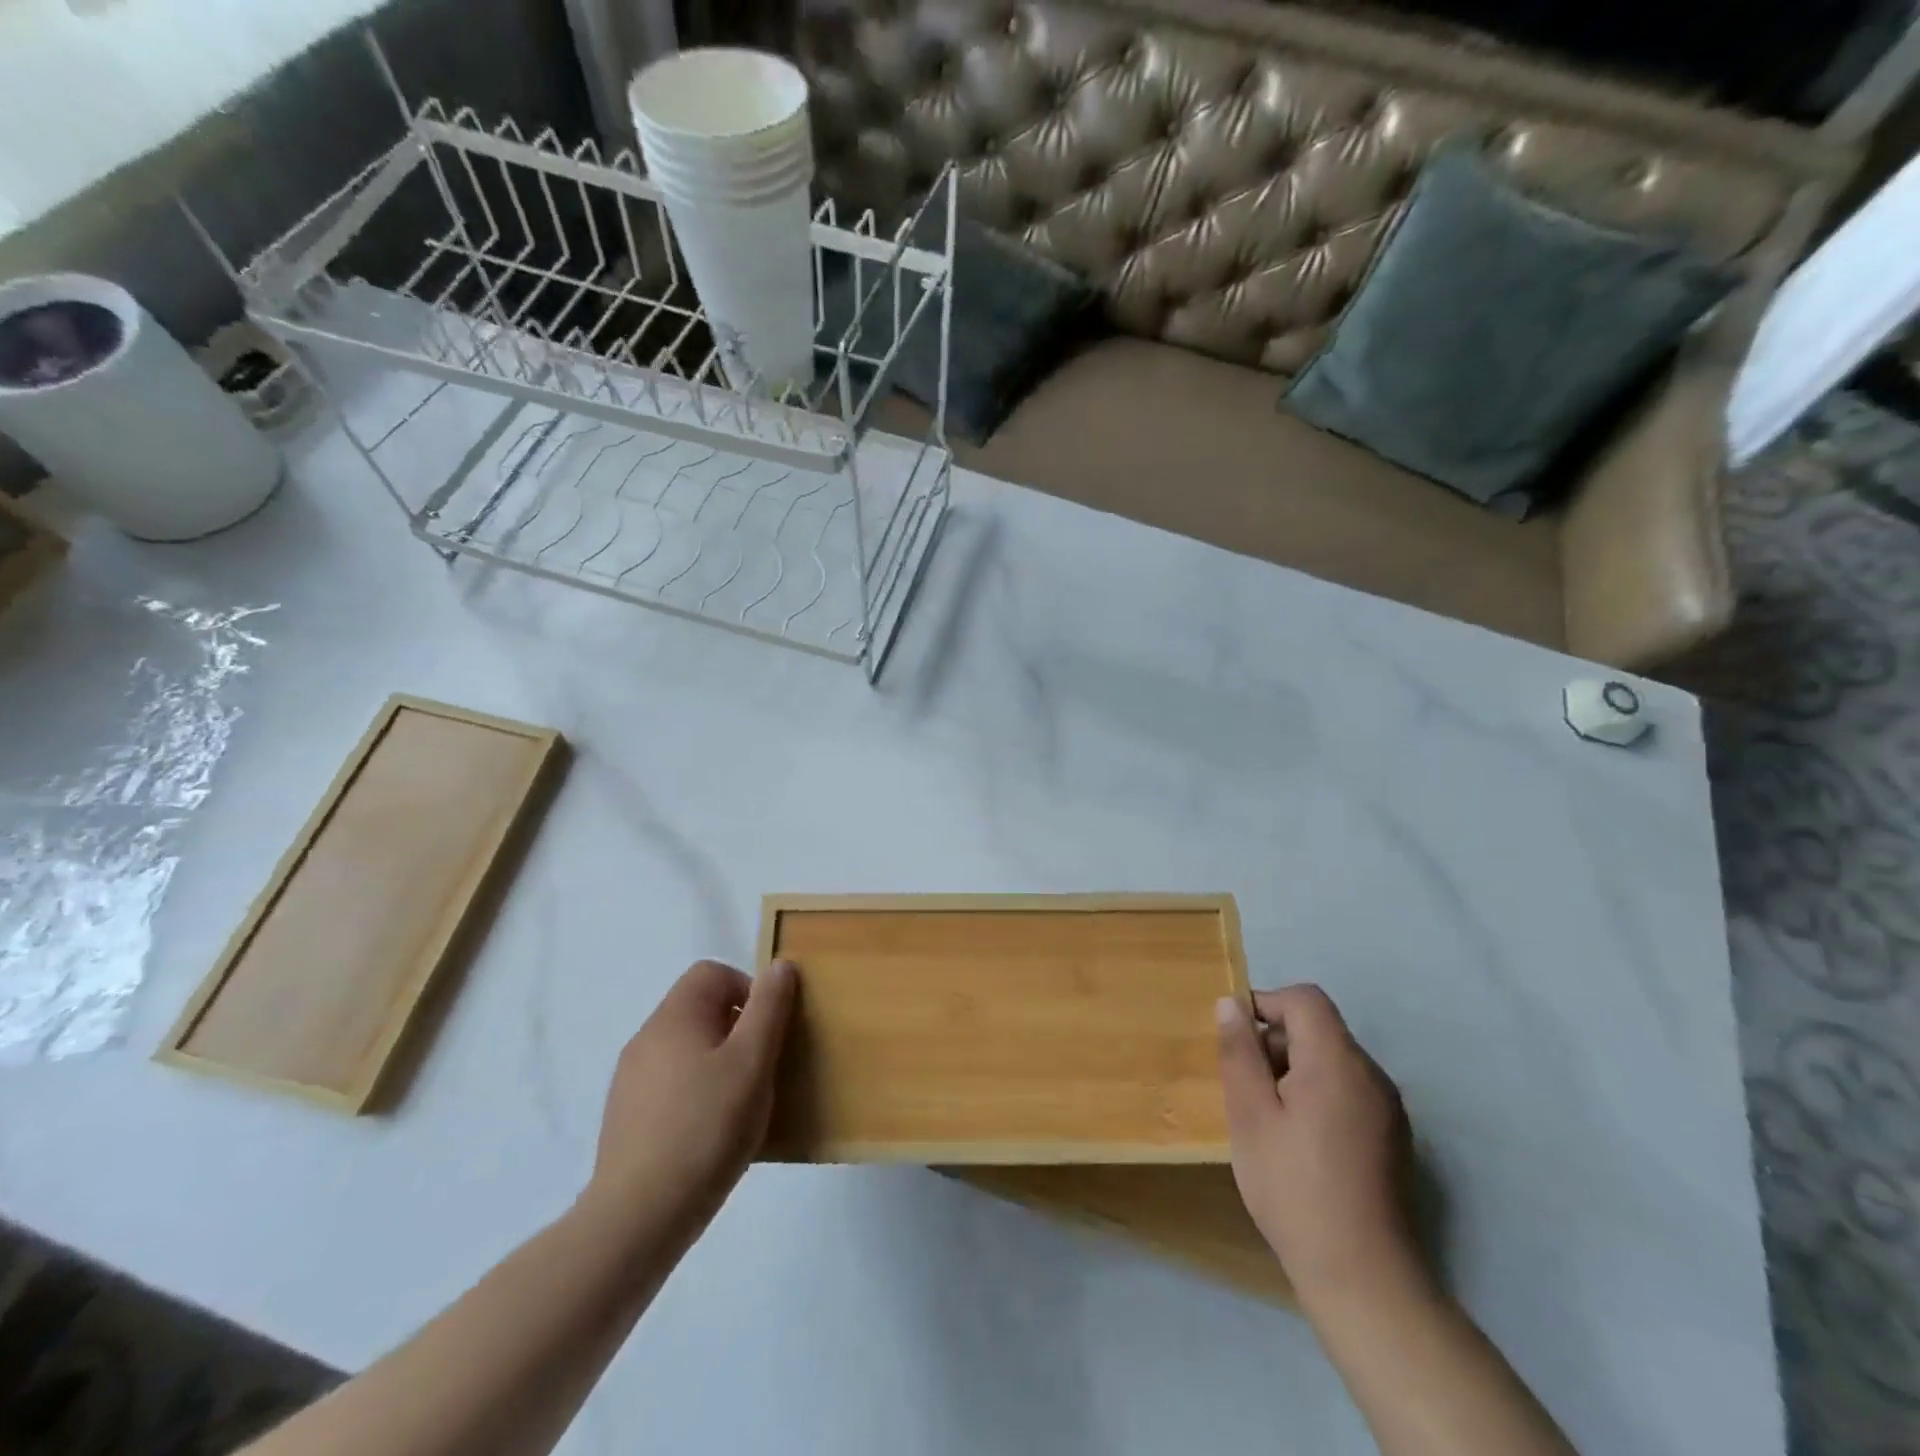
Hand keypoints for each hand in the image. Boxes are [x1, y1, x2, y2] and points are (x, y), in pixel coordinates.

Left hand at [581, 959, 795, 1243]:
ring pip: (687, 1048)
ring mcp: (631, 1079)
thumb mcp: (752, 1061)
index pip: (713, 973)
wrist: (638, 1217)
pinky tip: (710, 1133)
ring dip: (718, 1063)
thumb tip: (780, 966)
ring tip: (739, 1105)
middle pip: (700, 1009)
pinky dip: (696, 1094)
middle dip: (737, 1030)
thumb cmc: (706, 1127)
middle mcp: (646, 1037)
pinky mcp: (626, 1117)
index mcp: (674, 1016)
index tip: (767, 1033)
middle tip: (760, 1070)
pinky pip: (671, 1084)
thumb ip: (769, 1008)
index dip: (748, 990)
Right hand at [1216, 985, 1426, 1309]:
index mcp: (1338, 1061)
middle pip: (1320, 1029)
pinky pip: (1348, 1092)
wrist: (1363, 1278)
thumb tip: (1230, 1004)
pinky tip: (1298, 1142)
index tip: (1236, 1038)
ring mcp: (1388, 1109)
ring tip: (1267, 1117)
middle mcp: (1371, 1075)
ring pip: (1333, 1062)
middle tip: (1244, 1086)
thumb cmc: (1294, 1187)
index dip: (1266, 1003)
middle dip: (1276, 1042)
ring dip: (1294, 1071)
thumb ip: (1239, 1052)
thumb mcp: (1249, 1115)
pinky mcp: (1394, 1139)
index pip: (1305, 999)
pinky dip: (1317, 1096)